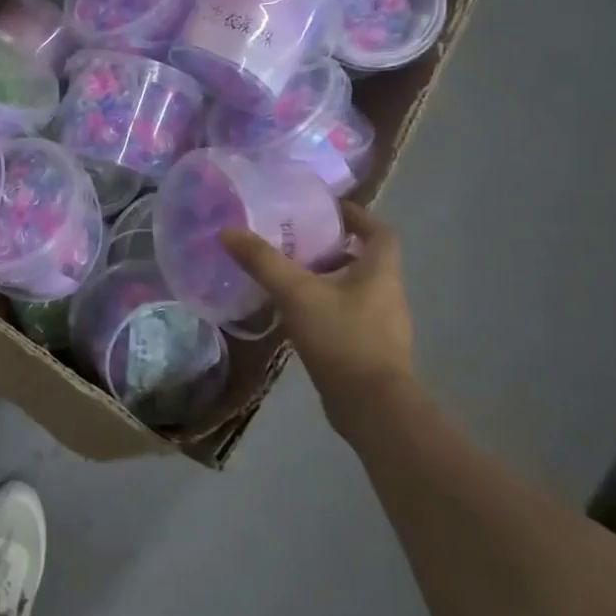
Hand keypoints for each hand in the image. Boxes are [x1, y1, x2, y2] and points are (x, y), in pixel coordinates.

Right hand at [221, 202, 415, 433]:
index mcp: (380, 272)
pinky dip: (325, 307)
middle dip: (332, 247)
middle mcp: (388, 294)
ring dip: (326, 278)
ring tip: (288, 275)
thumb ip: (262, 261)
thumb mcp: (296, 293)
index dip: (357, 216)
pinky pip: (347, 315)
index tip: (328, 209)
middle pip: (365, 259)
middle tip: (295, 240)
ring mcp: (382, 325)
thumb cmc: (341, 337)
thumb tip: (227, 231)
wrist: (371, 406)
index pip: (379, 232)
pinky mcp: (370, 350)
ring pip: (354, 289)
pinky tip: (296, 314)